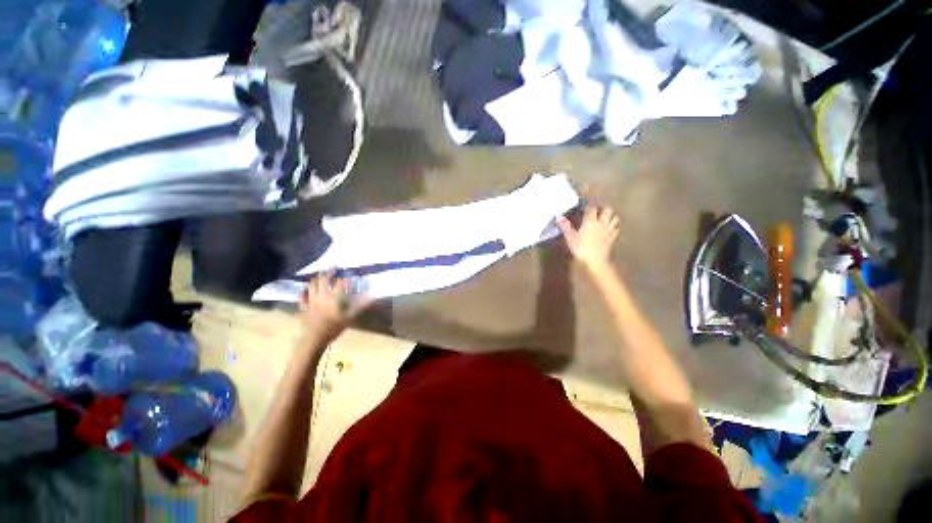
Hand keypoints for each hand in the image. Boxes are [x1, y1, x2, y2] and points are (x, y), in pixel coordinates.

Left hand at [299, 272, 371, 341]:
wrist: (315, 339)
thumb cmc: (334, 327)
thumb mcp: (350, 317)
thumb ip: (361, 305)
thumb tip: (372, 297)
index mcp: (334, 297)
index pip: (341, 282)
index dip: (345, 275)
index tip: (349, 271)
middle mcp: (322, 295)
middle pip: (324, 280)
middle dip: (329, 272)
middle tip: (334, 267)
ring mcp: (311, 301)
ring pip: (312, 286)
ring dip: (316, 279)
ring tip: (320, 274)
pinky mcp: (304, 308)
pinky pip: (302, 297)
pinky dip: (304, 292)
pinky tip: (304, 290)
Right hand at [557, 205, 619, 271]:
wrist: (593, 260)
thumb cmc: (580, 247)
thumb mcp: (570, 236)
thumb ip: (565, 226)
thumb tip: (558, 216)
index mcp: (590, 221)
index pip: (592, 207)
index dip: (589, 205)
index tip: (585, 206)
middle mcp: (601, 223)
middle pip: (607, 210)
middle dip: (603, 208)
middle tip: (597, 210)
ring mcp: (608, 230)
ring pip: (614, 217)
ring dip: (611, 215)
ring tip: (605, 217)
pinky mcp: (612, 238)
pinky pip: (617, 228)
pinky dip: (615, 226)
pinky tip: (610, 228)